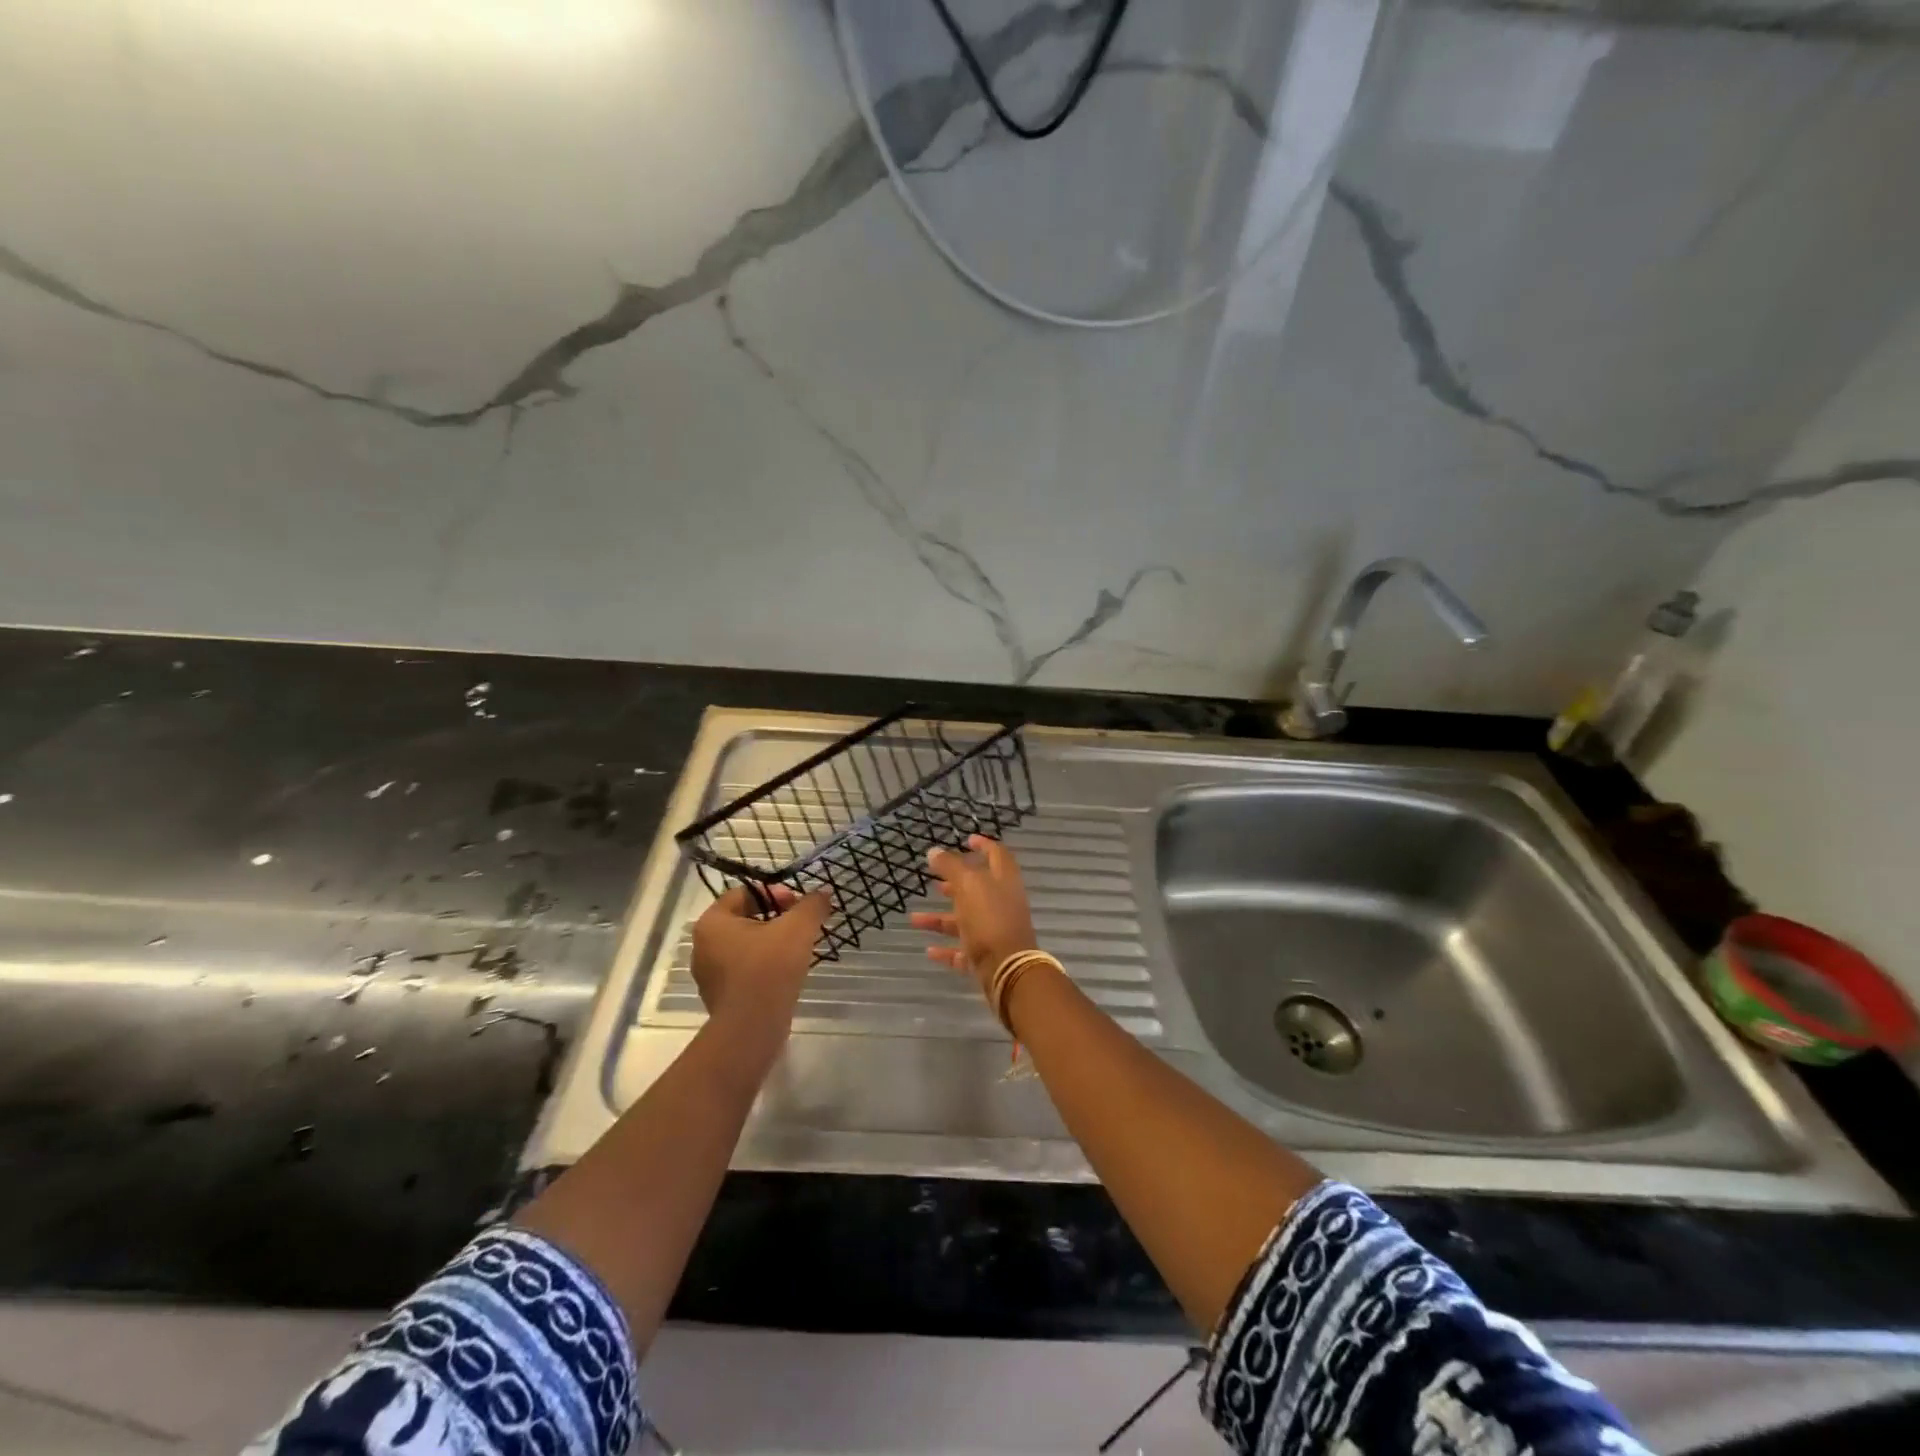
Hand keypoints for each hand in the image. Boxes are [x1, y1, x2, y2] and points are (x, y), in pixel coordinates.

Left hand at [690, 883, 830, 1026]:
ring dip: (772, 944)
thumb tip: (822, 894)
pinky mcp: (721, 998)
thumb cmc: (768, 968)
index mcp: (713, 923)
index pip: (744, 893)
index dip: (775, 893)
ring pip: (746, 947)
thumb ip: (812, 905)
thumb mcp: (798, 928)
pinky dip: (765, 967)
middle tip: (802, 926)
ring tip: (799, 950)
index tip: (798, 905)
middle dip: (776, 919)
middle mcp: (703, 946)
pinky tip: (787, 974)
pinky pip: (745, 972)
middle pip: (745, 920)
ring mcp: (710, 975)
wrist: (751, 1029)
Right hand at [911, 834, 1038, 984]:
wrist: (1008, 970)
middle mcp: (1002, 904)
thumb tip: (933, 851)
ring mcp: (995, 931)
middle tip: (935, 878)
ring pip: (965, 920)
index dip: (983, 844)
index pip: (997, 854)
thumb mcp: (968, 885)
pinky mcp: (987, 956)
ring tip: (915, 918)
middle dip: (955, 883)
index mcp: (1003, 881)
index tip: (967, 839)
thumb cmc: (990, 919)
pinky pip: (963, 950)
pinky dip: (946, 949)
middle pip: (978, 888)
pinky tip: (928, 950)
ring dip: (941, 918)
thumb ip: (950, 866)